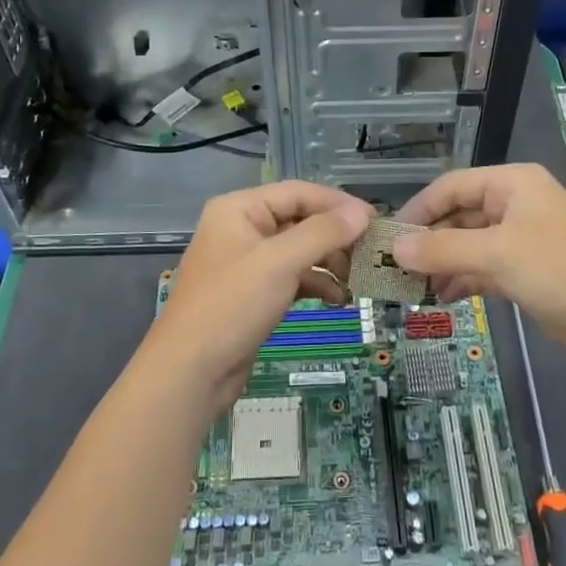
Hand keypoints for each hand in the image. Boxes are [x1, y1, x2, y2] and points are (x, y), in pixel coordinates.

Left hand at [144, 181, 373, 413]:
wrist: (190, 372)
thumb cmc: (231, 306)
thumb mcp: (279, 263)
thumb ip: (323, 233)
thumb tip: (362, 212)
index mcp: (240, 209)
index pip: (298, 192)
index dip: (338, 203)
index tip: (375, 220)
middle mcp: (243, 228)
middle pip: (300, 220)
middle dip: (336, 236)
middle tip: (371, 253)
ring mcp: (248, 262)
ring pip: (299, 250)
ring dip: (329, 262)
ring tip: (359, 279)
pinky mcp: (254, 292)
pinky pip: (293, 277)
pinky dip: (316, 284)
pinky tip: (340, 299)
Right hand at [393, 164, 565, 374]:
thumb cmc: (561, 271)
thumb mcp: (497, 255)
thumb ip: (443, 250)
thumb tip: (395, 248)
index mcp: (512, 184)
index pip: (452, 186)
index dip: (419, 209)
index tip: (389, 236)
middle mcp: (515, 205)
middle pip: (459, 215)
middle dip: (430, 241)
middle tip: (396, 267)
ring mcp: (522, 240)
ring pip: (469, 245)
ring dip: (443, 264)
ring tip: (414, 287)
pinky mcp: (527, 272)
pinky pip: (483, 268)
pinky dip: (462, 280)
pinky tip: (442, 298)